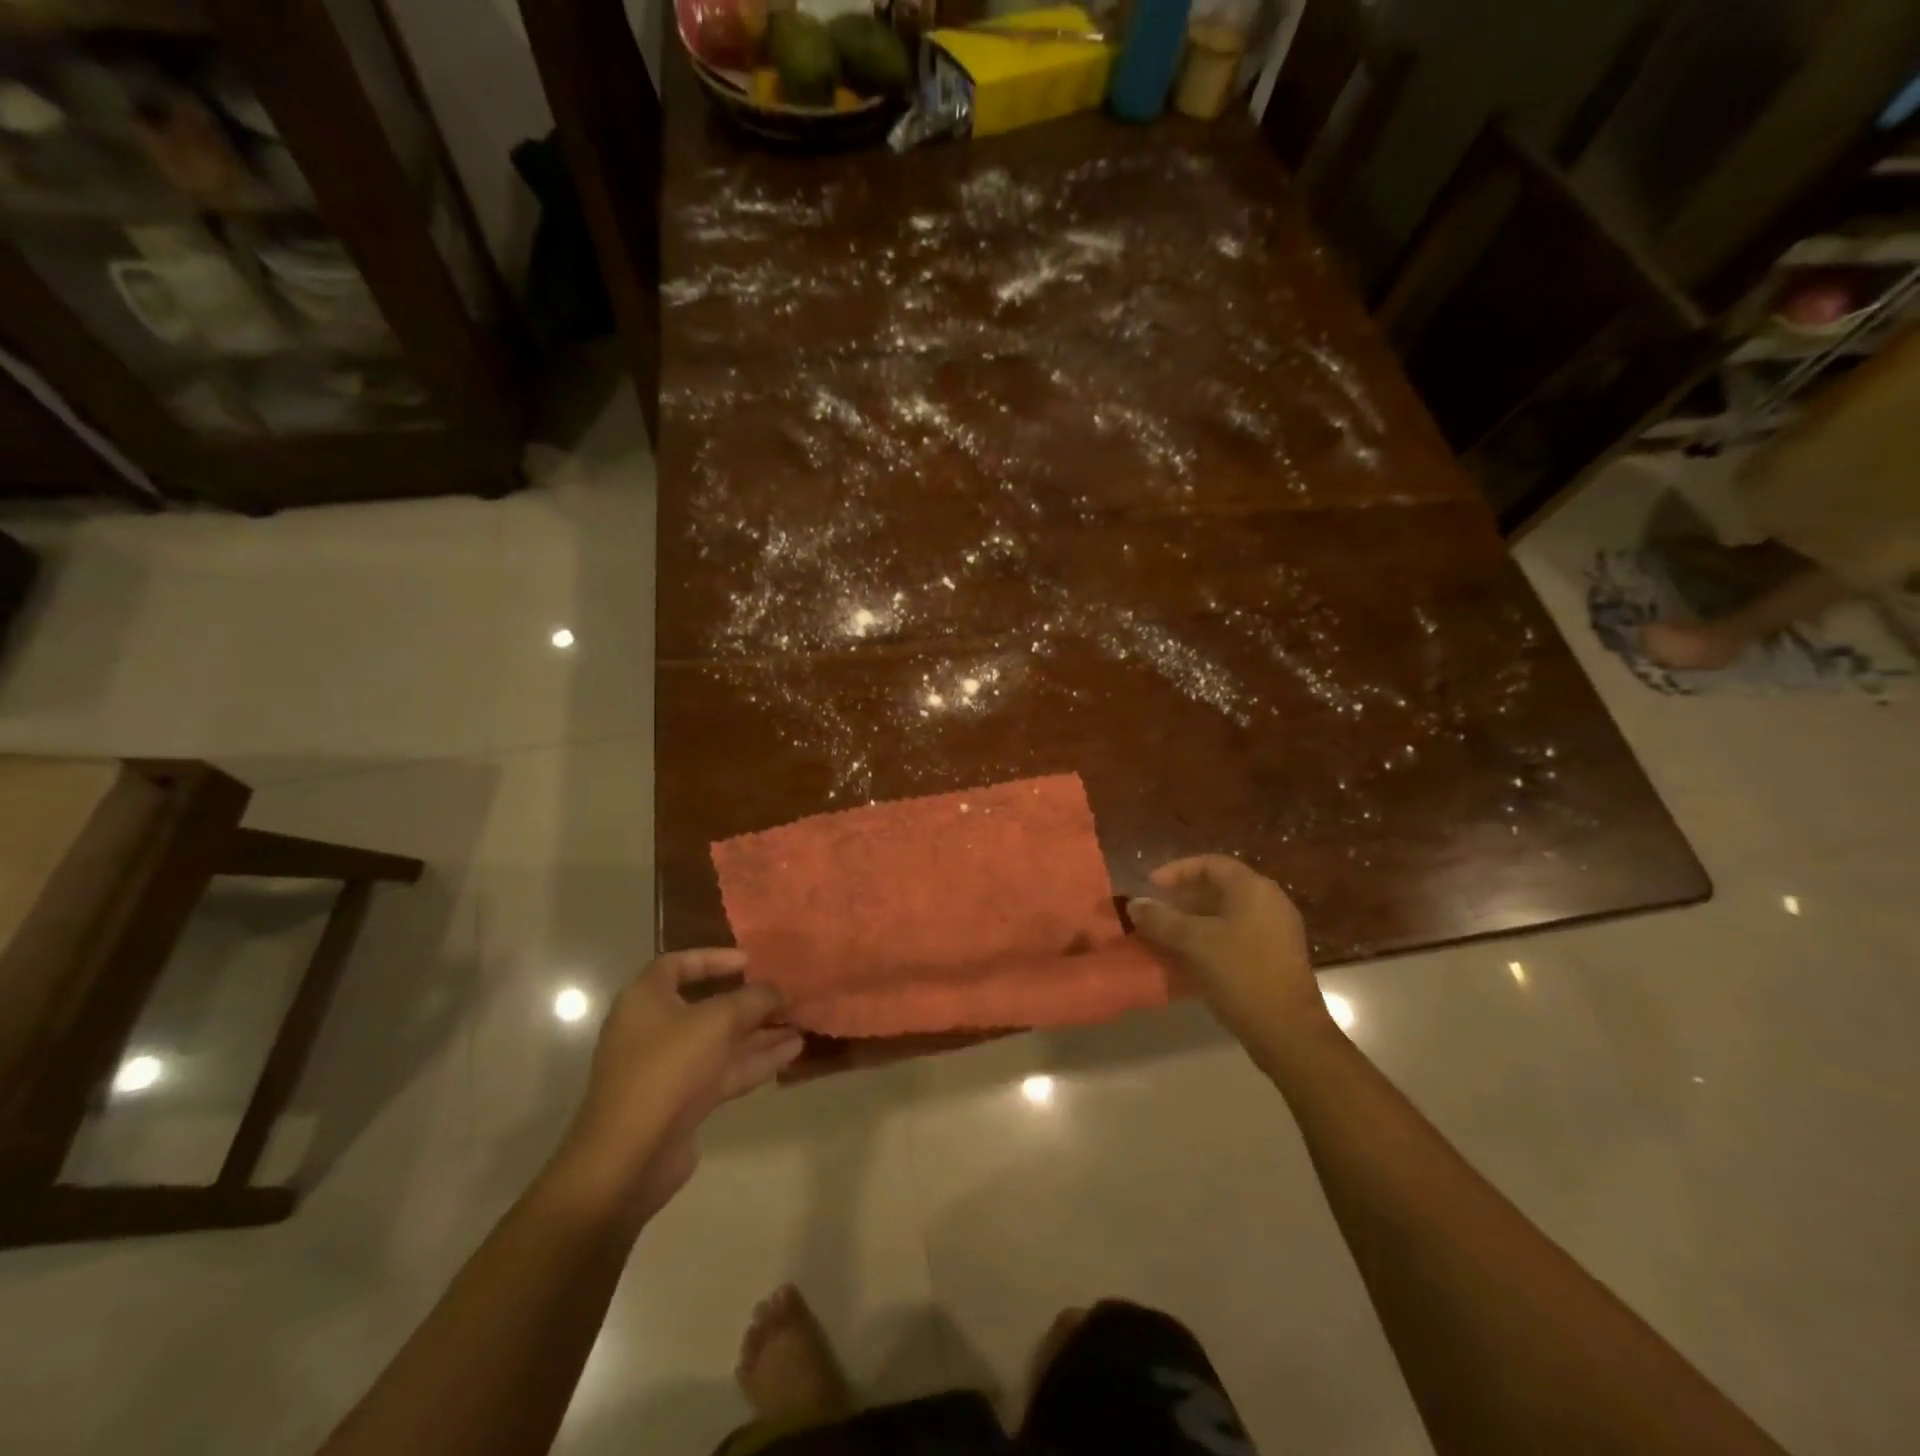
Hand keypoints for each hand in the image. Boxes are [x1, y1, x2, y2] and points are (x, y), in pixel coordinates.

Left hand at [560, 950, 802, 1215]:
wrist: (629, 1158)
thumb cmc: (667, 1069)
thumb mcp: (718, 1021)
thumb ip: (754, 999)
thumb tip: (781, 990)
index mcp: (646, 999)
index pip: (679, 964)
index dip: (715, 958)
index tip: (751, 961)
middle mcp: (654, 1029)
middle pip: (707, 1005)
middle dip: (749, 1001)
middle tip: (786, 995)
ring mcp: (669, 1068)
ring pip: (721, 1041)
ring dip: (760, 1032)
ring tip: (802, 1022)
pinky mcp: (683, 1101)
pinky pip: (724, 1070)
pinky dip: (756, 1060)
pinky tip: (793, 1051)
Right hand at [1129, 856, 1326, 1049]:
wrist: (1287, 1031)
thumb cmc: (1239, 974)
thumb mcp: (1193, 943)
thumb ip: (1160, 920)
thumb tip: (1134, 904)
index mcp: (1253, 889)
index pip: (1210, 864)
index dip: (1176, 871)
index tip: (1150, 886)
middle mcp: (1269, 902)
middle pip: (1219, 888)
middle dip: (1183, 897)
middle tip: (1155, 911)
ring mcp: (1276, 931)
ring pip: (1226, 914)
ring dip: (1193, 920)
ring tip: (1165, 935)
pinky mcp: (1276, 957)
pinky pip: (1236, 935)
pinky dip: (1210, 938)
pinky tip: (1188, 958)